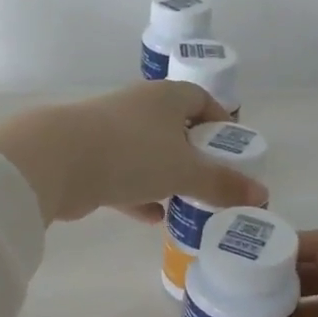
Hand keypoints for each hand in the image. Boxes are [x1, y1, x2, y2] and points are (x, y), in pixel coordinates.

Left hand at [0, 82, 268, 223]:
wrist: (55, 160)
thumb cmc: (131, 153)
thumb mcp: (185, 170)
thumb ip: (222, 184)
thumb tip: (262, 195)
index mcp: (164, 98)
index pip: (200, 100)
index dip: (220, 121)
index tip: (233, 147)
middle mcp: (137, 109)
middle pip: (174, 128)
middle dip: (194, 154)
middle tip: (214, 181)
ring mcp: (109, 133)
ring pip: (147, 155)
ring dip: (166, 177)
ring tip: (189, 202)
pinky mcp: (88, 160)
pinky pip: (123, 178)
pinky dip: (139, 195)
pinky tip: (154, 218)